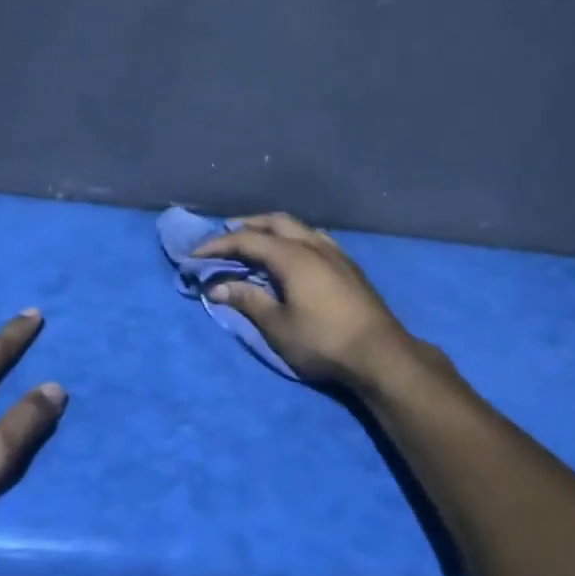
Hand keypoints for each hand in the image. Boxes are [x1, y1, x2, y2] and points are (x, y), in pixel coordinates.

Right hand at [192, 213, 419, 388]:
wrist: (380, 354)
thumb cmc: (323, 341)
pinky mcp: (348, 266)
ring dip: (272, 230)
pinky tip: (291, 256)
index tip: (195, 255)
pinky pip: (314, 239)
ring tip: (256, 244)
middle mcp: (314, 245)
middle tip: (224, 238)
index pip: (247, 240)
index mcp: (293, 255)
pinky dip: (293, 239)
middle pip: (275, 222)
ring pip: (298, 228)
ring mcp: (335, 253)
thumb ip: (248, 300)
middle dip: (246, 226)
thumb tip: (218, 286)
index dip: (218, 245)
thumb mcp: (278, 325)